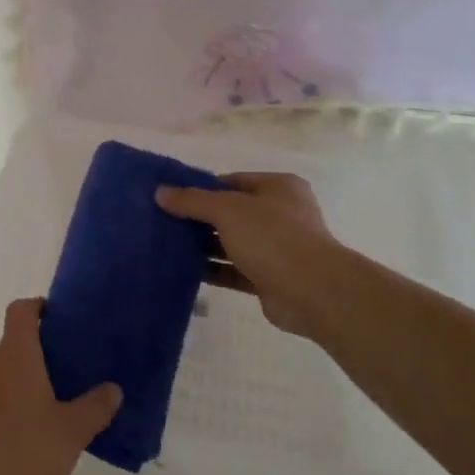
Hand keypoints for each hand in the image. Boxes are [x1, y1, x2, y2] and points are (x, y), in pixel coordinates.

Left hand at [0, 299, 120, 474]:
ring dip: (21, 380)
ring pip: (0, 372)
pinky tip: (25, 433)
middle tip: (67, 371)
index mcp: (15, 354)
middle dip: (37, 352)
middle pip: (12, 343)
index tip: (59, 318)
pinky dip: (6, 404)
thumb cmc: (23, 450)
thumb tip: (114, 388)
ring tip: (49, 405)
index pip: (21, 310)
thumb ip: (95, 407)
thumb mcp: (71, 431)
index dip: (39, 307)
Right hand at [156, 172, 342, 336]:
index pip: (232, 181)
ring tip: (167, 245)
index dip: (202, 187)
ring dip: (204, 245)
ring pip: (232, 242)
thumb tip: (160, 192)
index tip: (172, 197)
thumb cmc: (273, 237)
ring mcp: (277, 248)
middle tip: (164, 221)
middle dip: (200, 218)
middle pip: (231, 212)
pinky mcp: (270, 278)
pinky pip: (234, 270)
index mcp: (278, 188)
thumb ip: (192, 200)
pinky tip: (184, 270)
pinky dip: (213, 270)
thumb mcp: (228, 210)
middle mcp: (280, 214)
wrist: (313, 292)